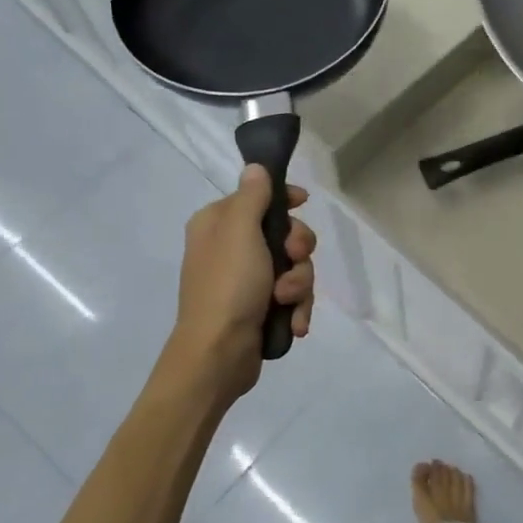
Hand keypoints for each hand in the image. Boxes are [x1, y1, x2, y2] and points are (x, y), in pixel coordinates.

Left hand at [169, 165, 316, 403]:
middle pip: (285, 233)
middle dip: (298, 251)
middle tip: (294, 260)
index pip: (258, 196)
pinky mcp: (260, 307)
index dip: (285, 200)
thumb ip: (252, 197)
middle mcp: (231, 248)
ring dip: (299, 284)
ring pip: (294, 267)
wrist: (218, 355)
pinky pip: (293, 295)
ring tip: (287, 302)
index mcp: (219, 224)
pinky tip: (295, 322)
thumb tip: (255, 167)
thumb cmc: (228, 286)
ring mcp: (247, 280)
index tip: (304, 203)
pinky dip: (297, 307)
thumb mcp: (240, 232)